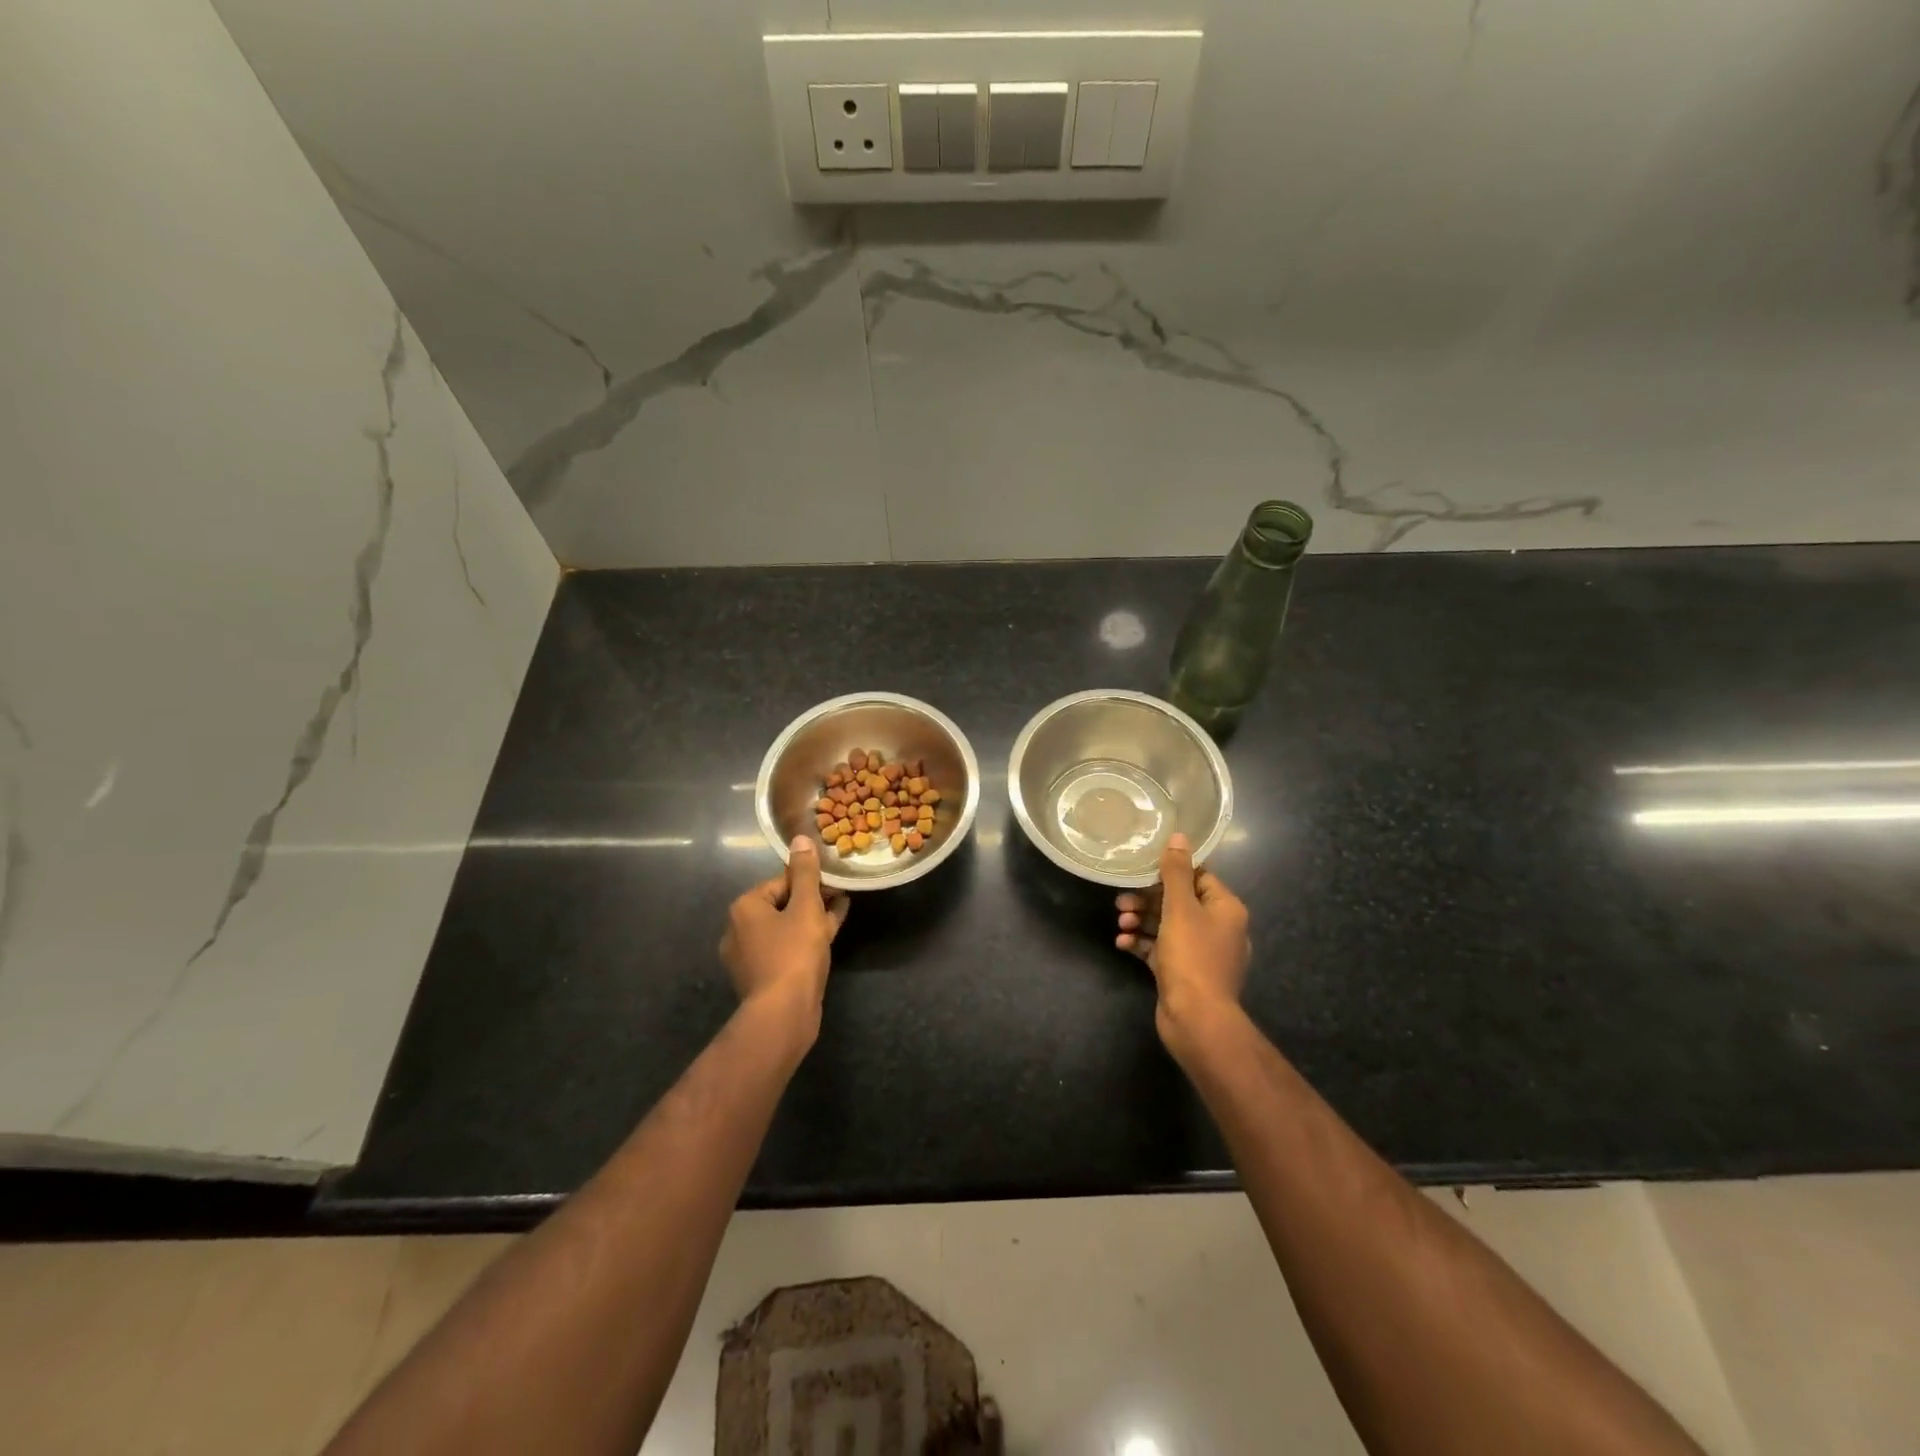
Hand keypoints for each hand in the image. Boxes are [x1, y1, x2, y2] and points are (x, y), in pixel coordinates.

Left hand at [720, 837, 849, 1021]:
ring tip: (841, 911)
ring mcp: (749, 956)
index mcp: (744, 908)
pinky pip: (786, 948)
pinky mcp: (763, 977)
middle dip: (811, 898)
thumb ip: (805, 873)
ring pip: (786, 928)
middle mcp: (739, 930)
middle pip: (781, 904)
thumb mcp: (806, 907)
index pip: (780, 881)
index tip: (834, 882)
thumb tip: (800, 838)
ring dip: (812, 919)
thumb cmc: (793, 953)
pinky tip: (830, 937)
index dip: (809, 880)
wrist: (782, 1014)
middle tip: (840, 895)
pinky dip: (805, 940)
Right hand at [1115, 833, 1250, 1039]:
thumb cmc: (1192, 956)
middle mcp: (1218, 928)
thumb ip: (1176, 872)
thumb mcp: (1180, 908)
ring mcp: (1201, 953)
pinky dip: (1143, 944)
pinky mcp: (1184, 973)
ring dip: (1141, 921)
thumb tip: (1179, 836)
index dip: (1169, 872)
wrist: (1197, 1019)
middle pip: (1179, 901)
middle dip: (1147, 900)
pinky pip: (1161, 950)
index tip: (1141, 871)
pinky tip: (1123, 943)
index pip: (1199, 876)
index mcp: (1226, 908)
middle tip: (1121, 901)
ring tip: (1121, 923)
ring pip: (1167, 926)